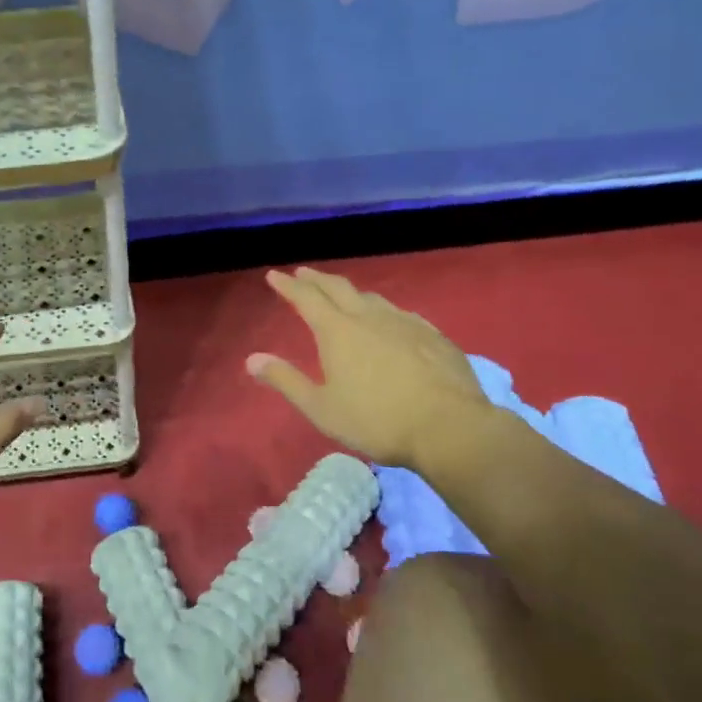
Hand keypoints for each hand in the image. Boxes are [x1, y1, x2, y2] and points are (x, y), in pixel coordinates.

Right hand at [246, 268, 497, 472]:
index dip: (288, 285)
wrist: (449, 428)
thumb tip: (251, 359)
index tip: (274, 275)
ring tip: (344, 294)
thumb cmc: (377, 420)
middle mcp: (369, 317)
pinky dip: (384, 310)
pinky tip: (391, 320)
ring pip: (372, 297)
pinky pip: (401, 313)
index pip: (306, 298)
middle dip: (317, 279)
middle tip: (303, 273)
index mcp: (337, 331)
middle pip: (338, 288)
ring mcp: (404, 322)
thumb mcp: (321, 408)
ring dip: (351, 292)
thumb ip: (286, 381)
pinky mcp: (433, 335)